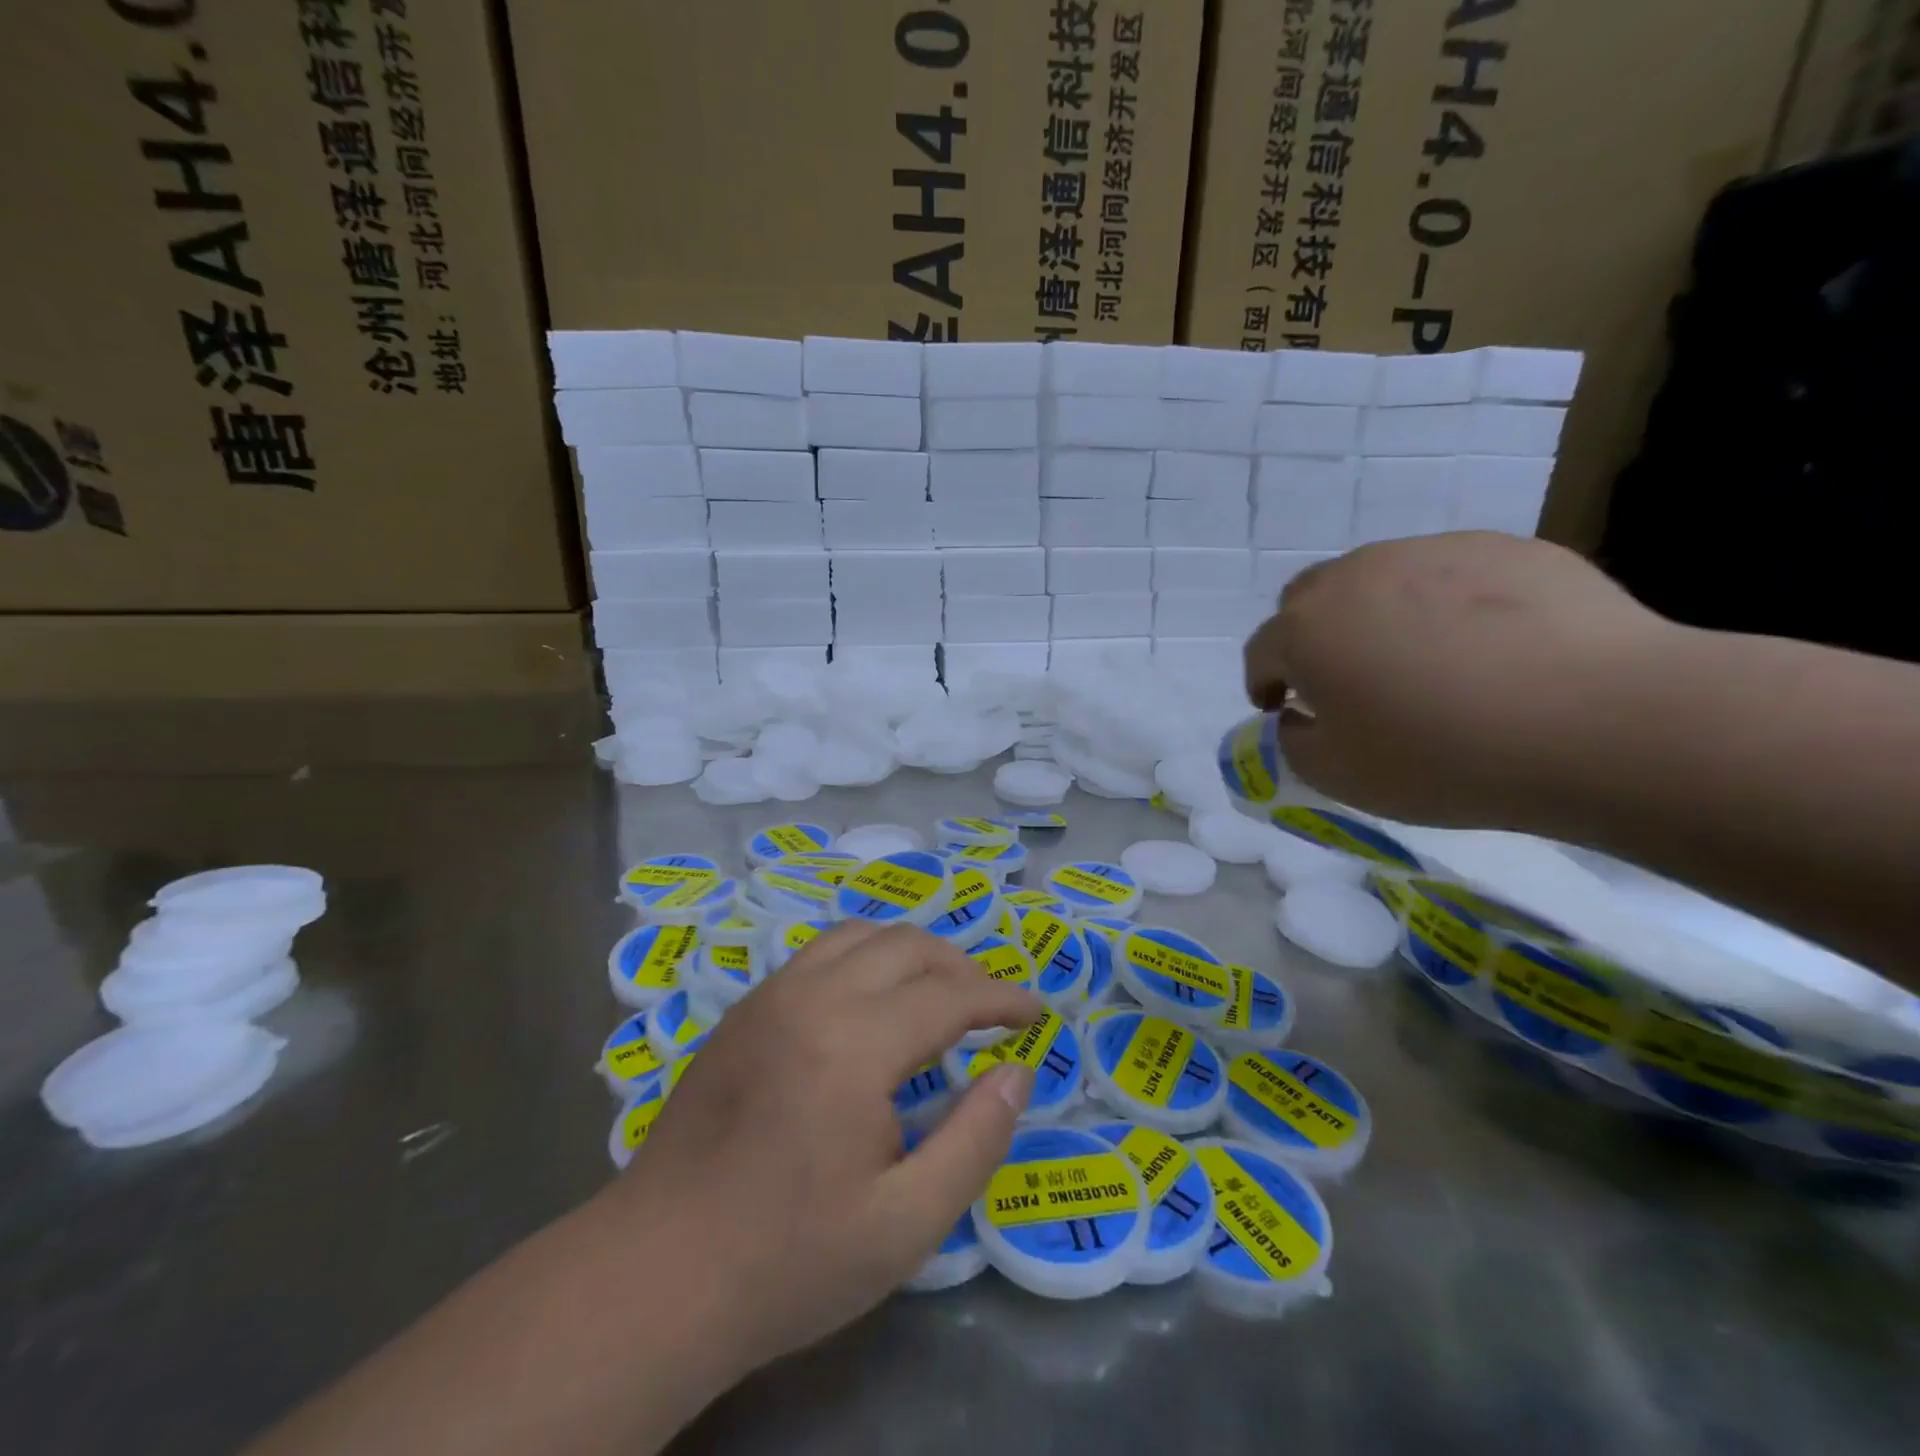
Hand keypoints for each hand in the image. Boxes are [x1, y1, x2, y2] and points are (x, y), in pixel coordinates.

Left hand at [608, 921, 1040, 1382]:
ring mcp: (770, 996)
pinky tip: (869, 1005)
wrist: (656, 1273)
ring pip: (859, 935)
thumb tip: (1016, 1073)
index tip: (1033, 1011)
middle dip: (960, 967)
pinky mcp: (743, 1010)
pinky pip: (819, 953)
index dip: (1000, 998)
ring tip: (935, 996)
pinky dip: (863, 959)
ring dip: (910, 954)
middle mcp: (812, 997)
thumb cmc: (788, 1258)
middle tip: (988, 1009)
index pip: (949, 993)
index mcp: (854, 1044)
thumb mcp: (904, 1224)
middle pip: (906, 945)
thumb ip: (975, 1140)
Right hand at [1243, 532, 1676, 825]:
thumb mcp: (1340, 777)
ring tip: (1423, 662)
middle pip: (1309, 599)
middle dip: (1311, 637)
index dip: (1264, 683)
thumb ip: (1295, 743)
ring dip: (1376, 616)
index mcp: (1306, 628)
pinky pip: (1449, 575)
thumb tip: (1300, 715)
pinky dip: (1446, 605)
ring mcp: (1431, 552)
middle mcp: (1356, 575)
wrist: (1601, 721)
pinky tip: (1487, 647)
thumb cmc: (1444, 757)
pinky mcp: (1503, 547)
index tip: (1283, 710)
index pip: (1262, 651)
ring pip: (1378, 579)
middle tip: (1345, 681)